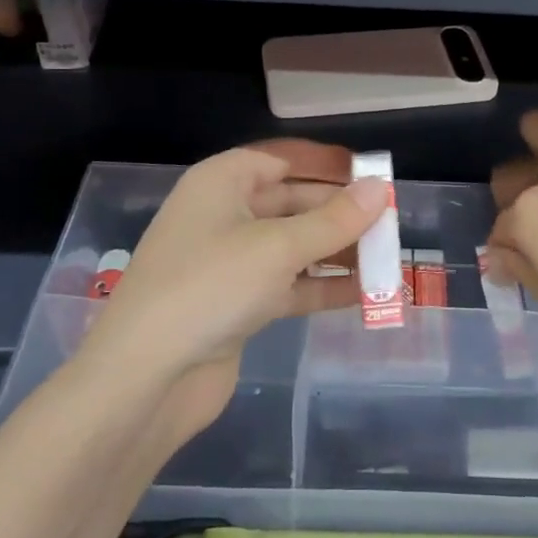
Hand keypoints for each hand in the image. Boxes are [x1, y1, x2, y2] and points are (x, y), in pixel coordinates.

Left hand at [78, 140, 386, 441]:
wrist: (148, 375)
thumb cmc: (211, 286)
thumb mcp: (279, 246)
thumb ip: (334, 220)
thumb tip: (379, 189)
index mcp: (221, 184)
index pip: (279, 162)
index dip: (324, 168)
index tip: (368, 179)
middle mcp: (223, 216)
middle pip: (291, 205)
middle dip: (338, 215)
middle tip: (390, 225)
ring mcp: (228, 264)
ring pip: (292, 248)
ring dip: (336, 254)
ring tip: (387, 260)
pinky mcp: (236, 306)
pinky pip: (288, 286)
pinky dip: (321, 288)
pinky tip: (365, 294)